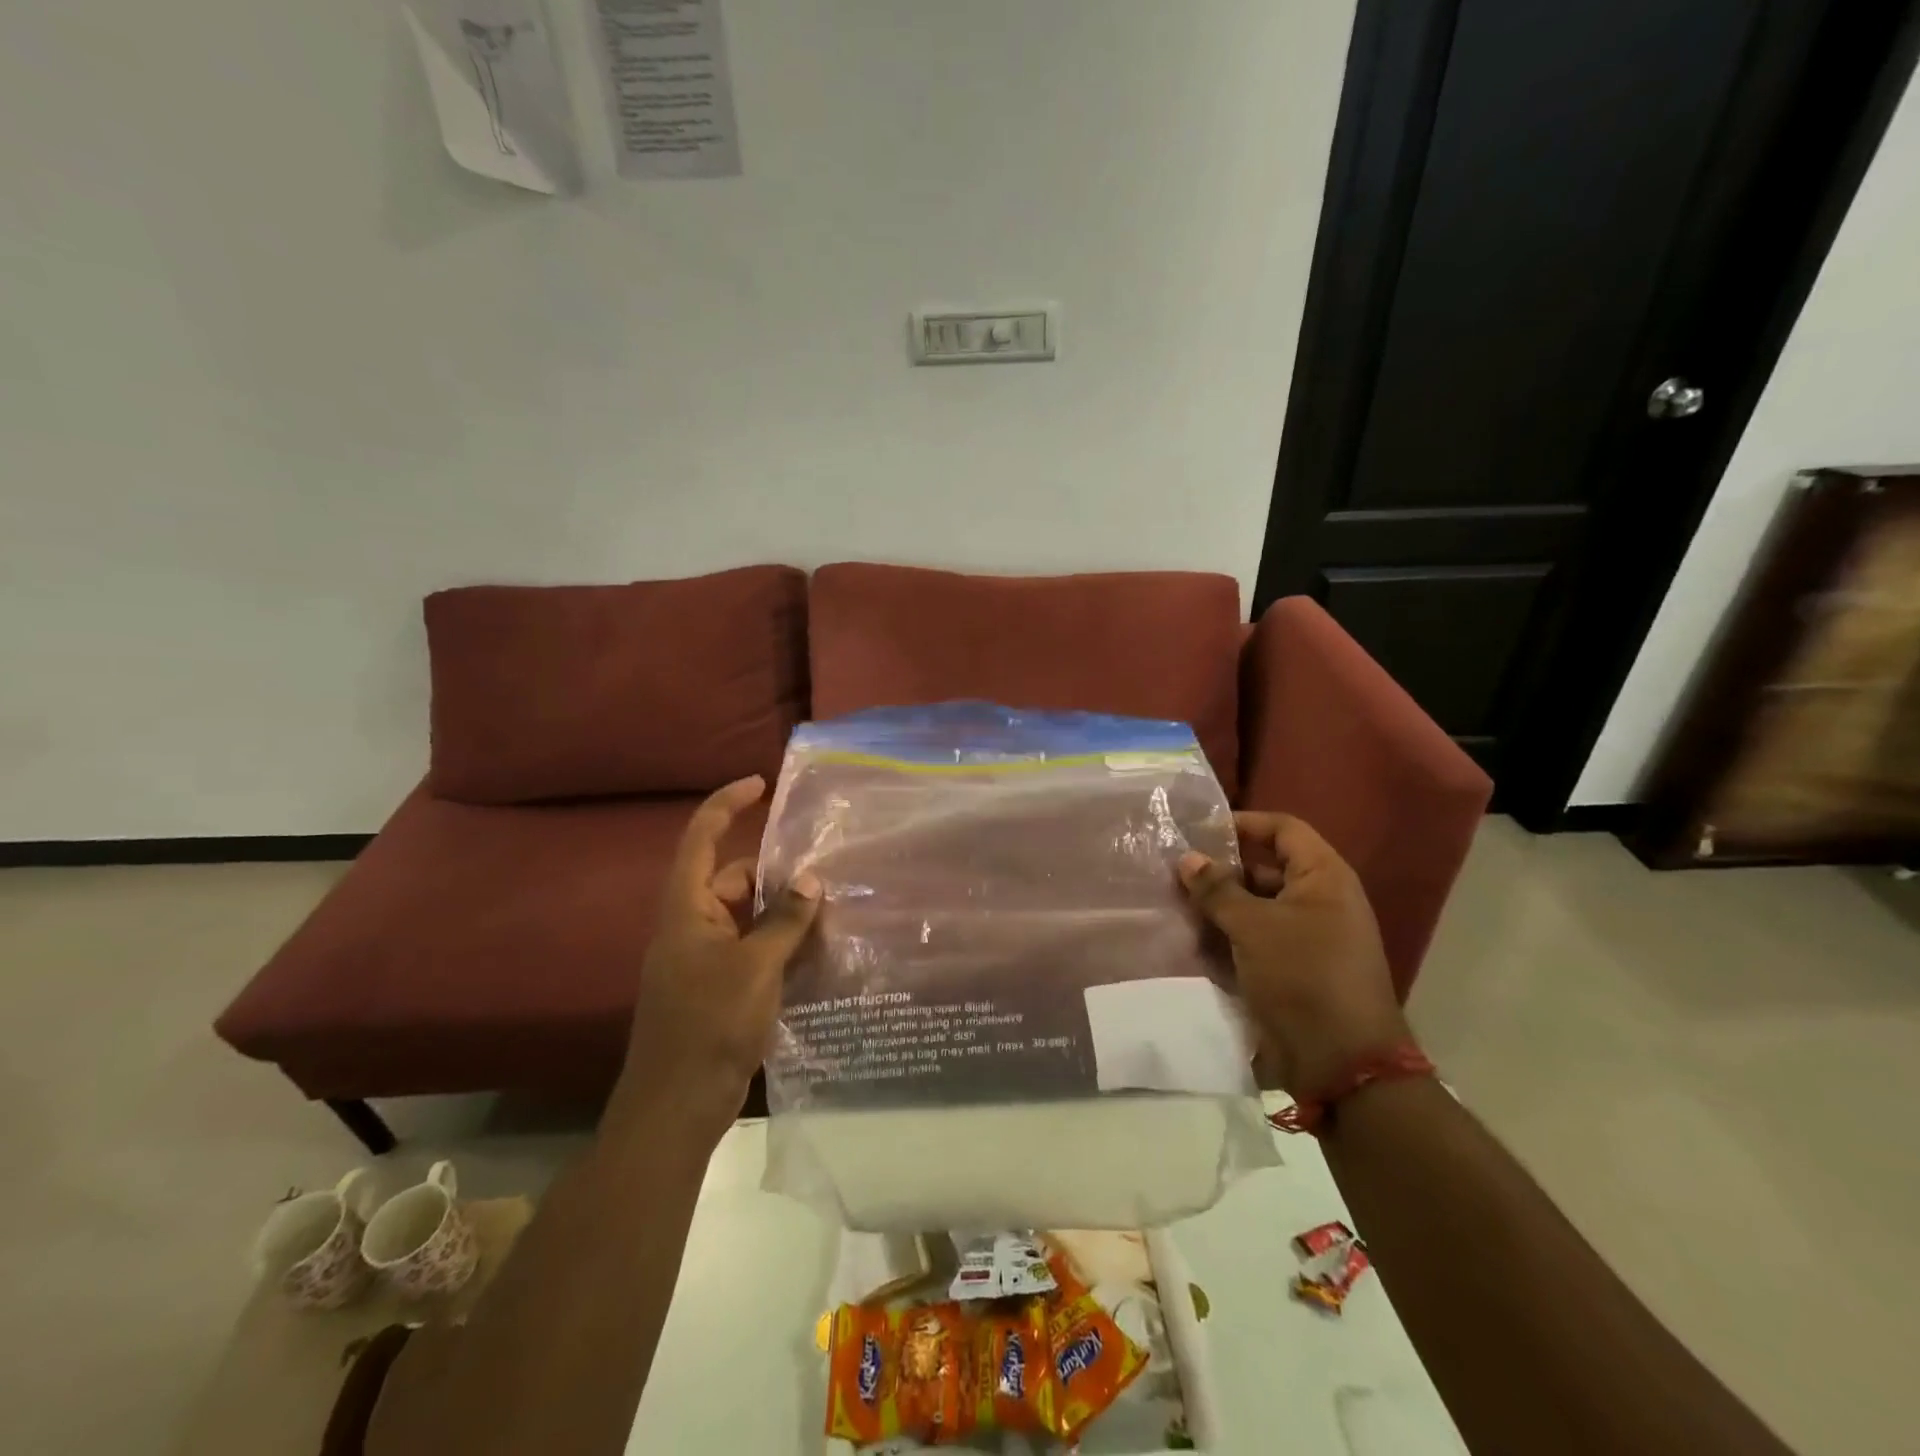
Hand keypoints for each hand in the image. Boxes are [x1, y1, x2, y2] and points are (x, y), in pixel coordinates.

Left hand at [622, 776, 820, 1119]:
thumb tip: (810, 880)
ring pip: (746, 916)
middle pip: (731, 878)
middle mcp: (691, 926)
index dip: (726, 804)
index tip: (760, 784)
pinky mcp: (717, 987)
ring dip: (781, 910)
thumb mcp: (756, 966)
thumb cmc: (709, 1025)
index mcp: (686, 909)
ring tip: (829, 907)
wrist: (677, 1106)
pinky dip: (778, 941)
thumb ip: (785, 920)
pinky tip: (815, 948)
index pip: (701, 839)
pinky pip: (751, 947)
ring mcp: (702, 959)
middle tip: (822, 871)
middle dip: (773, 872)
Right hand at [1178, 813, 1409, 1097]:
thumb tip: (1186, 858)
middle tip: (1175, 872)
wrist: (1342, 1064)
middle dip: (1221, 870)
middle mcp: (1319, 900)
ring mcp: (1307, 936)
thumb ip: (1217, 889)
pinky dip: (1227, 936)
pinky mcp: (1292, 968)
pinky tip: (1191, 940)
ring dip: (1218, 907)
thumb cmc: (1302, 977)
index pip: (1283, 829)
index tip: (1199, 830)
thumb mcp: (1253, 927)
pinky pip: (1255, 939)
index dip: (1243, 823)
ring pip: (1255, 906)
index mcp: (1323, 877)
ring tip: (1174, 905)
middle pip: (1265, 868)